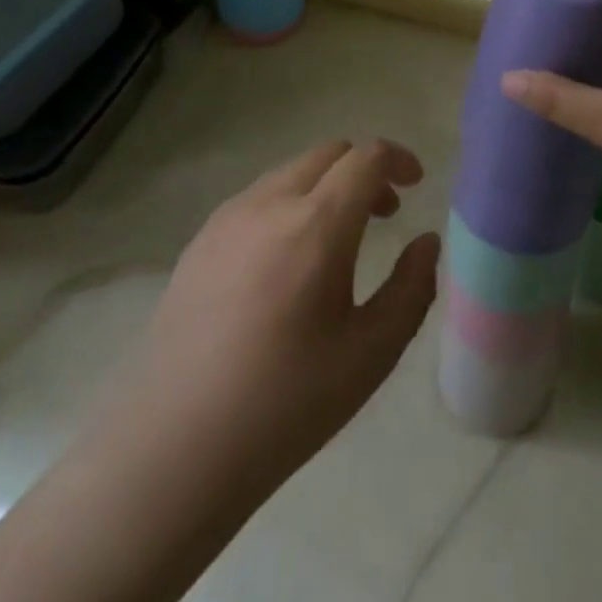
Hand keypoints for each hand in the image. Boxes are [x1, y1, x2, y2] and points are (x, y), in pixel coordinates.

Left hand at [117, 138, 440, 496]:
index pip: (366, 157)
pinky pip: (257, 198)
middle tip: (384, 213)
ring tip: (337, 239)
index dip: (398, 159)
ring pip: (290, 172)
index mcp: (316, 224)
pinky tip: (286, 262)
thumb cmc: (286, 403)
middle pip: (328, 153)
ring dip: (325, 185)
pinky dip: (289, 204)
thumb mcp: (371, 352)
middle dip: (364, 169)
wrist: (175, 447)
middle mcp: (270, 204)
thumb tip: (427, 242)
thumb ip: (412, 288)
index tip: (416, 184)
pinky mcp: (199, 241)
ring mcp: (227, 218)